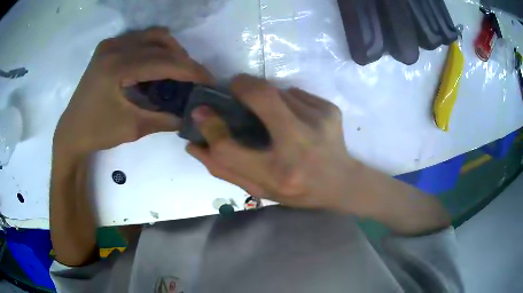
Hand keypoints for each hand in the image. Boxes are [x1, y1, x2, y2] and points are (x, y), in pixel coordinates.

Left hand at [54, 27, 213, 155]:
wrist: (72, 131)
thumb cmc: (97, 132)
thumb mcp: (132, 128)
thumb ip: (164, 118)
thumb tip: (189, 116)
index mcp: (117, 67)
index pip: (163, 61)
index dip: (190, 70)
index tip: (209, 79)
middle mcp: (114, 47)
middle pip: (161, 43)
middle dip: (182, 60)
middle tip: (193, 79)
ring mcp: (110, 45)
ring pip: (152, 36)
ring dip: (170, 51)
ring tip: (177, 71)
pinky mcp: (107, 47)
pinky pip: (140, 39)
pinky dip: (154, 49)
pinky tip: (156, 66)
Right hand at [187, 74, 358, 210]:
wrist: (342, 182)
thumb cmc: (297, 190)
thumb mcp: (259, 188)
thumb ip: (224, 168)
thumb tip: (194, 144)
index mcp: (278, 174)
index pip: (229, 149)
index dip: (210, 128)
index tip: (201, 113)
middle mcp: (300, 145)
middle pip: (262, 97)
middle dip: (242, 85)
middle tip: (234, 88)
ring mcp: (320, 121)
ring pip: (279, 92)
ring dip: (266, 98)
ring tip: (272, 116)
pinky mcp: (330, 109)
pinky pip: (296, 94)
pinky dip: (287, 100)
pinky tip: (295, 119)